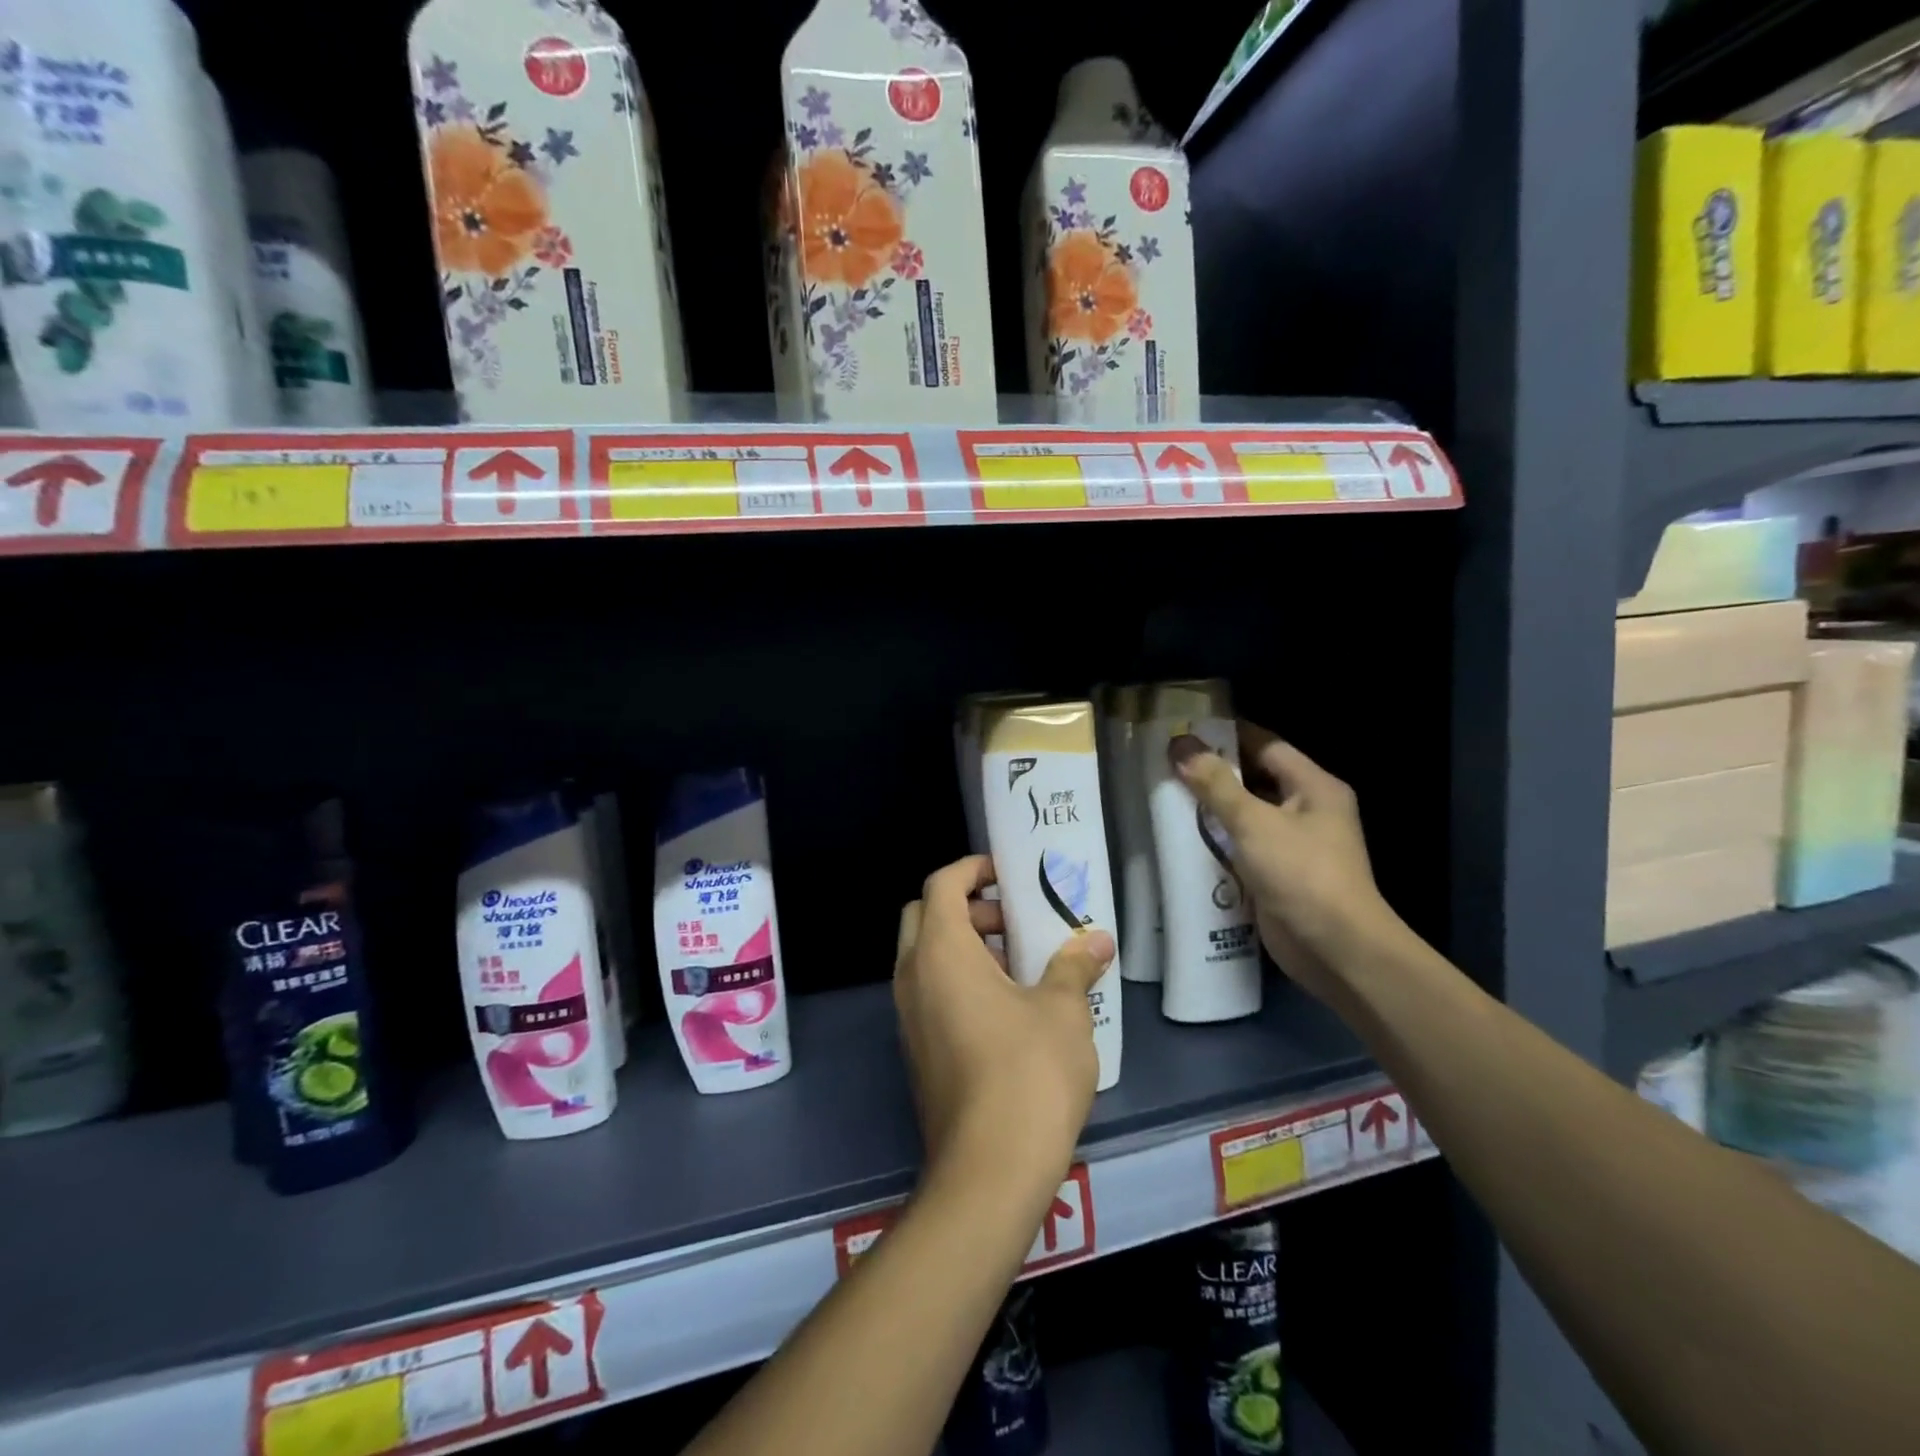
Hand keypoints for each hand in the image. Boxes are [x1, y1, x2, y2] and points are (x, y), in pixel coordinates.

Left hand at [894, 856, 1114, 1193]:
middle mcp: (912, 976)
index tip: (1008, 874)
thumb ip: (1075, 965)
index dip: (973, 869)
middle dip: (968, 906)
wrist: (988, 1171)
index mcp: (940, 952)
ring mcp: (909, 1016)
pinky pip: (930, 992)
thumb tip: (1097, 940)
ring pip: (926, 956)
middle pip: (925, 915)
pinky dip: (960, 980)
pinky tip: (1009, 1007)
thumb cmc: (1027, 1072)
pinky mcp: (917, 1050)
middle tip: (1015, 921)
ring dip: (966, 945)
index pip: (941, 884)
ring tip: (1021, 963)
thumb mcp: (1062, 1010)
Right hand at [1169, 723, 1395, 1004]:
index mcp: (1314, 787)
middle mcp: (1307, 810)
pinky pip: (1242, 846)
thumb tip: (1180, 745)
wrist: (1335, 950)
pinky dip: (1216, 840)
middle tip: (1167, 764)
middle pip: (1255, 779)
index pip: (1266, 746)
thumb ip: (1216, 784)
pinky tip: (1182, 837)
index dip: (1228, 735)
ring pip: (1246, 814)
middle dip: (1214, 773)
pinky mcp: (1278, 874)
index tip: (1185, 731)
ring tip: (1165, 796)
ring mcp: (1293, 845)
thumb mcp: (1254, 822)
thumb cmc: (1302, 874)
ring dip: (1211, 809)